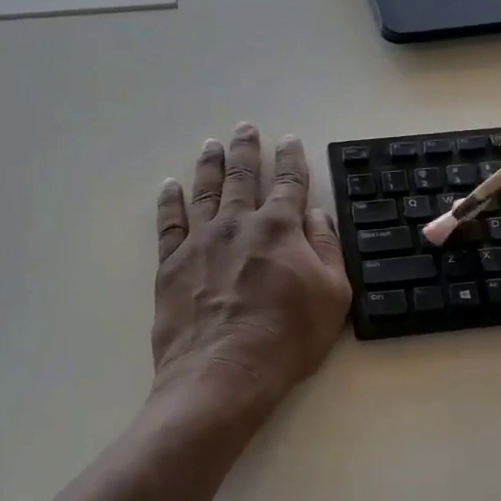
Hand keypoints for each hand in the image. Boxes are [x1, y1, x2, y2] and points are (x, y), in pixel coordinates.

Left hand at [152, 124, 352, 412]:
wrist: (223, 373)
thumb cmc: (287, 339)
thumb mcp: (332, 296)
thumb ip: (326, 249)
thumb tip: (316, 215)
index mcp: (280, 228)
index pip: (289, 183)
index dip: (292, 159)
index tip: (291, 140)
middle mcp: (238, 224)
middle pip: (242, 176)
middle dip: (246, 150)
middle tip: (245, 128)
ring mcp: (200, 241)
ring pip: (204, 191)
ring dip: (209, 165)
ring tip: (211, 144)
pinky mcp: (171, 264)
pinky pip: (169, 223)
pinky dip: (169, 202)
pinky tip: (170, 187)